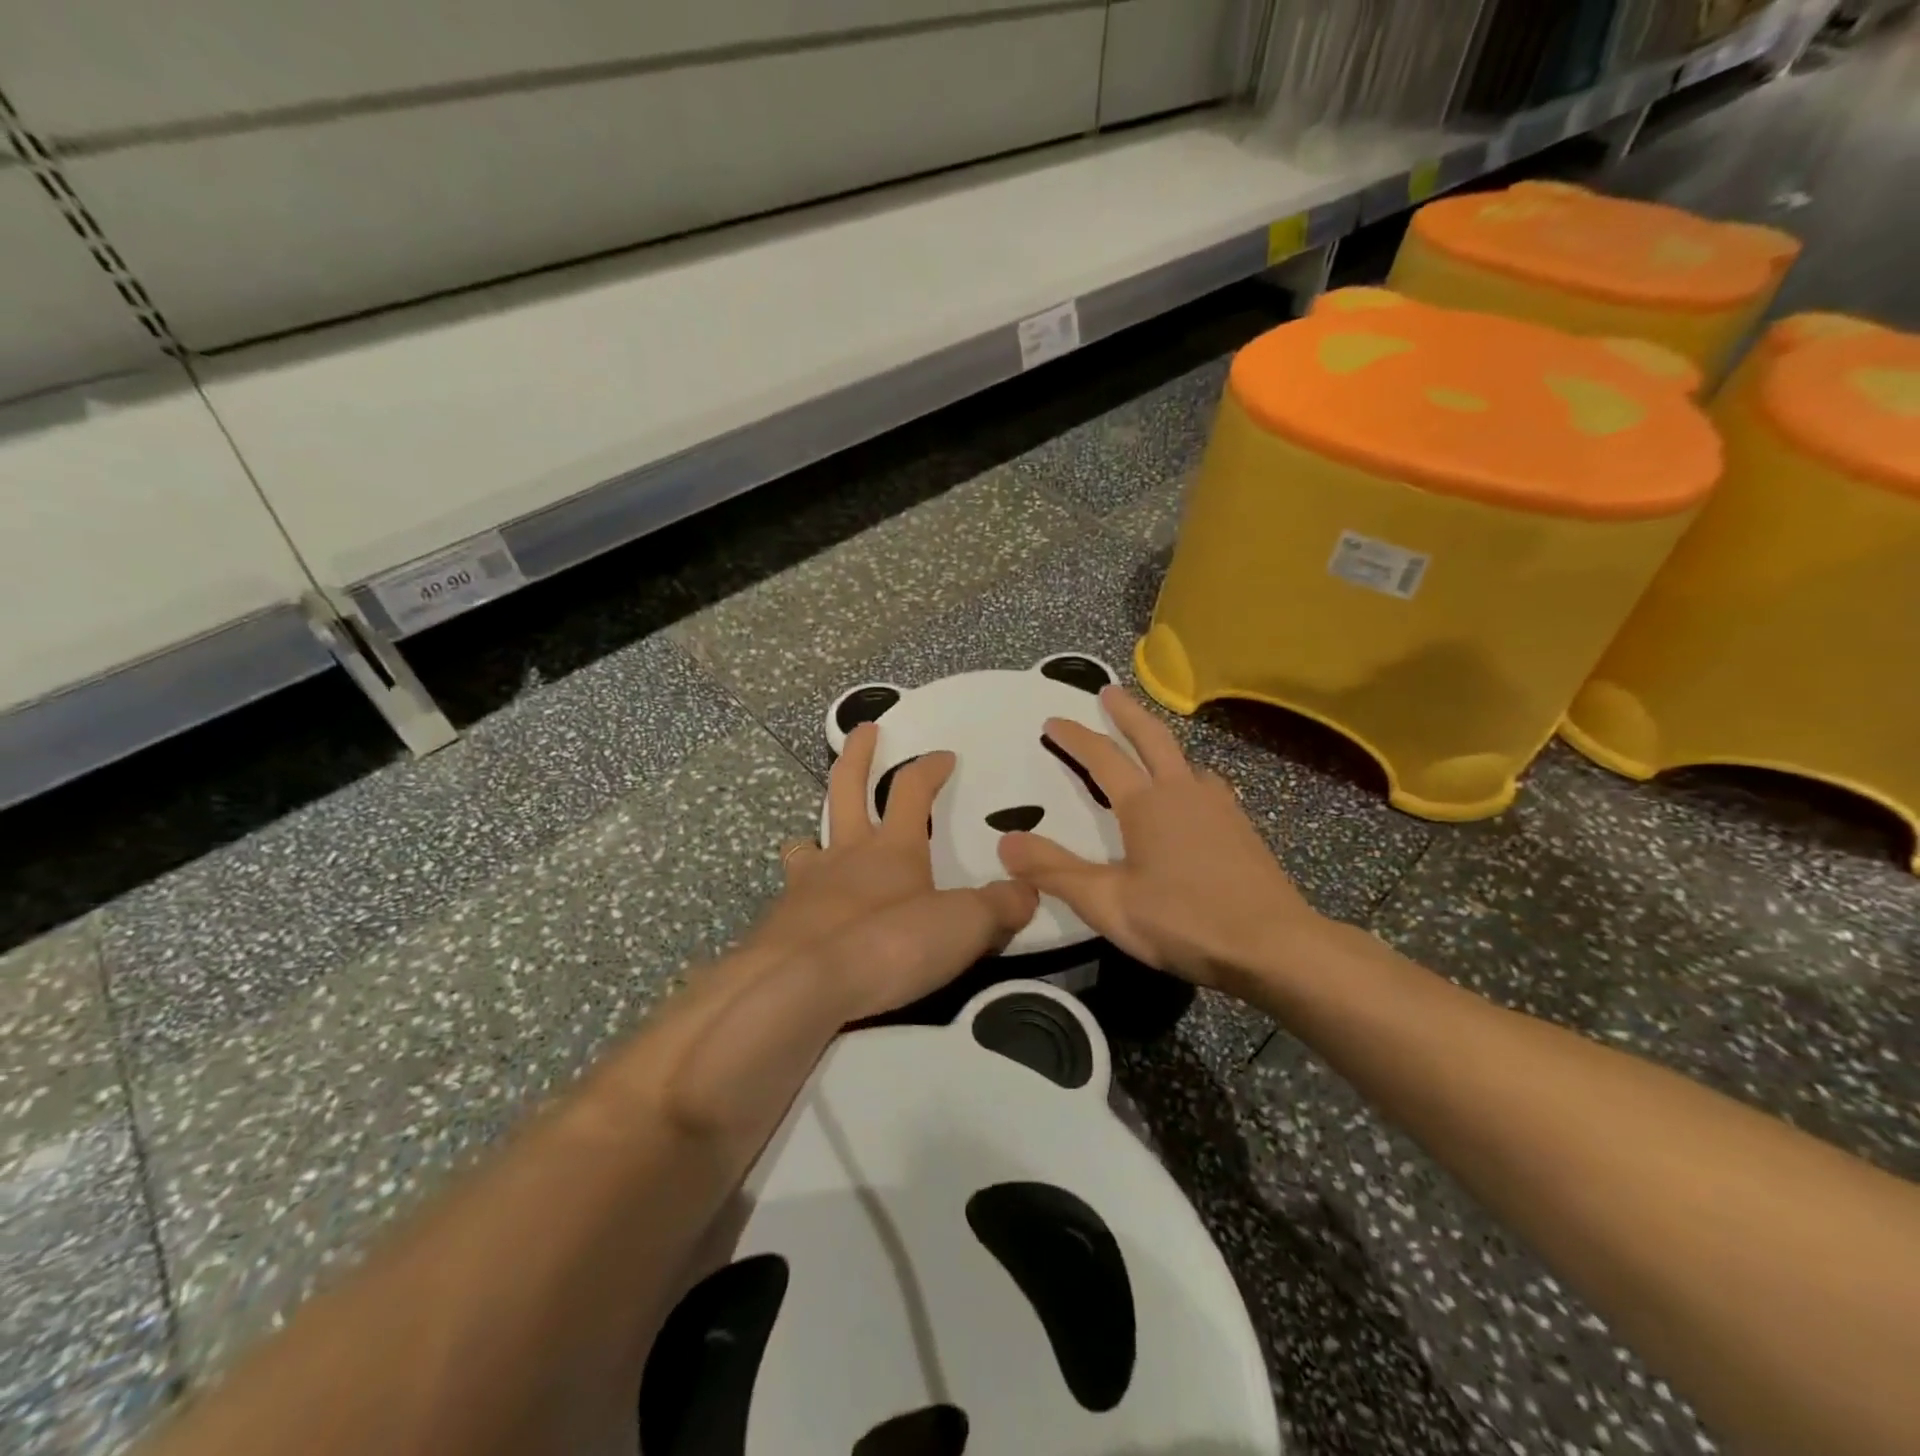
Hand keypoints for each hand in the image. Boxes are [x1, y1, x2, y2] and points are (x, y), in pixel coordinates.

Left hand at [751, 722, 1037, 1021]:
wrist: (799, 987)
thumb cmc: (886, 945)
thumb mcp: (962, 926)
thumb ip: (998, 907)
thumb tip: (1028, 892)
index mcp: (894, 847)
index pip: (913, 789)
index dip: (930, 767)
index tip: (944, 754)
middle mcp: (846, 854)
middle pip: (846, 788)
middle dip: (857, 755)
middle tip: (863, 730)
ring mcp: (807, 885)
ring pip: (808, 843)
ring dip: (816, 832)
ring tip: (817, 839)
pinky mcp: (782, 923)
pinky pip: (792, 895)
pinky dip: (802, 895)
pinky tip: (809, 914)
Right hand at [996, 686, 1325, 990]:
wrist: (1273, 946)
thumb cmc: (1183, 921)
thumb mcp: (1107, 903)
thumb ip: (1054, 871)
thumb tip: (1005, 841)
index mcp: (1146, 804)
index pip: (1103, 757)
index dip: (1075, 737)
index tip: (1054, 720)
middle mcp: (1183, 792)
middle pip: (1151, 737)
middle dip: (1126, 712)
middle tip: (1109, 691)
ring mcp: (1219, 807)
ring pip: (1186, 759)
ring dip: (1162, 741)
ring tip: (1150, 743)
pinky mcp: (1242, 828)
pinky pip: (1209, 784)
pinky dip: (1189, 774)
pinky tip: (1196, 794)